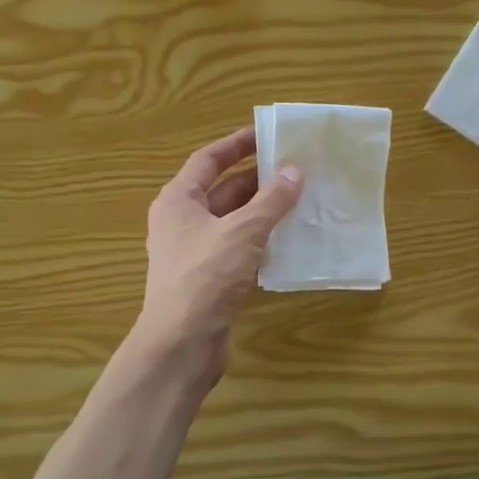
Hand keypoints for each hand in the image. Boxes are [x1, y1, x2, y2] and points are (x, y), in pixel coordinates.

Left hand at [133, 127, 303, 371]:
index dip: (237, 144)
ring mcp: (194, 252)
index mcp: (178, 200)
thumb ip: (271, 201)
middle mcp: (182, 222)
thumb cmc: (205, 276)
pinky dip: (261, 242)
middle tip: (296, 169)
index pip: (208, 159)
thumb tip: (295, 172)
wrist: (182, 343)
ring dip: (263, 212)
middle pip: (222, 190)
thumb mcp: (243, 231)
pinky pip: (238, 250)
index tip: (268, 134)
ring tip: (300, 200)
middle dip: (257, 179)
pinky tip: (290, 240)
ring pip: (233, 222)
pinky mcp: (208, 280)